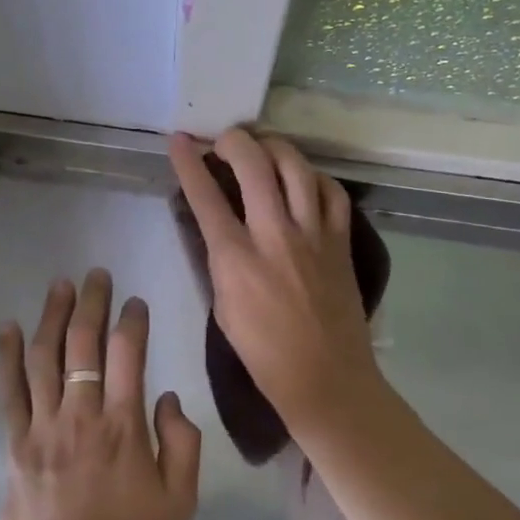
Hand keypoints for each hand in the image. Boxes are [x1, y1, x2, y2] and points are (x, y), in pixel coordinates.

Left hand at [0, 269, 201, 519]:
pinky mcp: (17, 445)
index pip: (129, 354)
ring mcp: (44, 427)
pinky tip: (8, 328)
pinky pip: (10, 392)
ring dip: (52, 316)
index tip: (135, 302)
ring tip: (59, 286)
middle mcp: (82, 415)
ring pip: (45, 357)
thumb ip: (181, 443)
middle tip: (96, 275)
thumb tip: (166, 397)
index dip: (133, 320)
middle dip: (92, 302)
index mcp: (125, 426)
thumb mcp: (180, 503)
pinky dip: (8, 356)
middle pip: (84, 344)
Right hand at [168, 128, 384, 440]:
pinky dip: (314, 177)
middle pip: (253, 163)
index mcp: (236, 257)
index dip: (187, 161)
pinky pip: (331, 191)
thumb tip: (215, 223)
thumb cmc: (263, 352)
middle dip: (233, 140)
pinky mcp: (340, 240)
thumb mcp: (222, 305)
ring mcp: (313, 234)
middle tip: (224, 141)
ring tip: (262, 149)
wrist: (326, 379)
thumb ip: (218, 258)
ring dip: (274, 147)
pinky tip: (303, 180)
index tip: (179, 140)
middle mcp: (274, 235)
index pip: (205, 195)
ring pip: (295, 166)